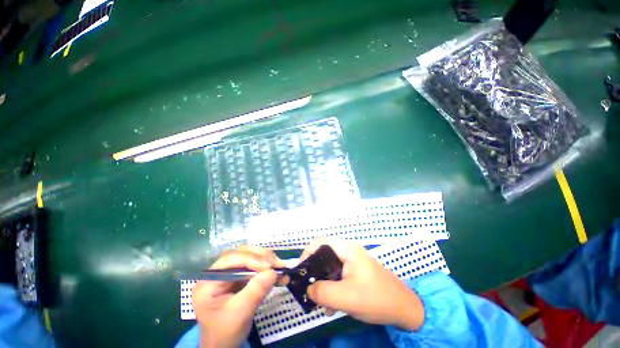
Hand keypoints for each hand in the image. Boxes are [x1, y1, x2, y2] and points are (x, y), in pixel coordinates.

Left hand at [192, 246, 283, 347]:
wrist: (225, 346)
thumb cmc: (225, 333)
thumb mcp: (239, 315)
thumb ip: (255, 292)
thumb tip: (273, 272)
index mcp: (208, 281)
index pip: (230, 260)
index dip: (251, 259)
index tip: (269, 266)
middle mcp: (218, 273)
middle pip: (242, 254)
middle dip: (262, 257)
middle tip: (278, 264)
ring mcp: (229, 274)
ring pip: (251, 257)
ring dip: (268, 261)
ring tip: (281, 268)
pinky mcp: (239, 277)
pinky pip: (256, 267)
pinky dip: (268, 269)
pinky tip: (279, 275)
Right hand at [301, 240, 424, 330]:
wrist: (405, 308)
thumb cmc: (376, 298)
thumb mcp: (346, 297)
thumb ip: (322, 291)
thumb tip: (308, 288)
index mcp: (346, 249)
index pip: (320, 242)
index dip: (307, 253)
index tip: (300, 271)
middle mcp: (348, 251)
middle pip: (323, 255)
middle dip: (314, 272)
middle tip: (308, 288)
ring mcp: (352, 261)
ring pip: (330, 268)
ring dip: (323, 284)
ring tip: (321, 303)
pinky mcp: (355, 272)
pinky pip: (338, 276)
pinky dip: (332, 288)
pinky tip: (333, 307)